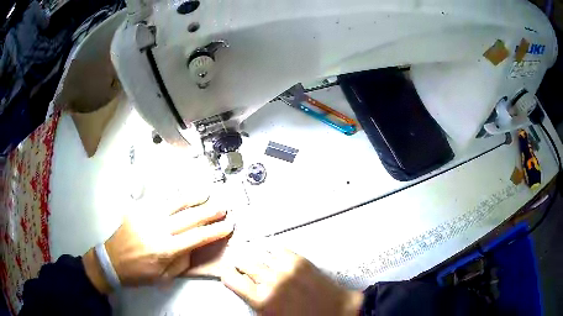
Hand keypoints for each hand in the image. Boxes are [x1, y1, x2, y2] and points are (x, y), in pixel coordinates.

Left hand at [83, 197, 233, 293]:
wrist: (112, 261)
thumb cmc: (140, 273)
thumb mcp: (164, 276)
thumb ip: (182, 261)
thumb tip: (194, 246)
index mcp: (165, 249)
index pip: (197, 237)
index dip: (215, 231)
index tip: (228, 225)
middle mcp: (158, 229)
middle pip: (189, 217)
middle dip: (209, 211)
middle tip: (224, 207)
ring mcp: (147, 216)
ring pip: (175, 203)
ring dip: (193, 198)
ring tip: (207, 193)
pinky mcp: (138, 209)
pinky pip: (159, 201)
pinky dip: (174, 197)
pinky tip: (182, 194)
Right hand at [221, 246, 363, 315]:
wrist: (335, 311)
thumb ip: (253, 301)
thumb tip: (242, 288)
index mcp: (262, 299)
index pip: (231, 278)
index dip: (227, 275)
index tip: (228, 273)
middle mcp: (272, 281)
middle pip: (244, 262)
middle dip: (240, 265)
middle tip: (242, 268)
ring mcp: (287, 268)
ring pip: (259, 253)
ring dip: (256, 258)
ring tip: (258, 264)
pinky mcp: (300, 260)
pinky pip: (277, 249)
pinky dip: (272, 252)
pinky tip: (272, 258)